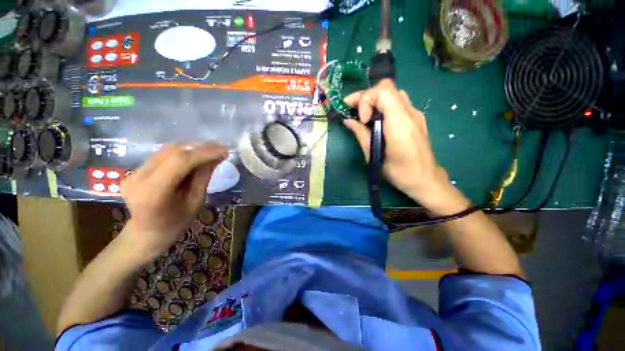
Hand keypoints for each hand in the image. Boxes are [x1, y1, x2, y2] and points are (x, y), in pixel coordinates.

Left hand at [120, 143, 228, 256]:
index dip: (205, 153)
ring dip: (192, 148)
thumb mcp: (196, 201)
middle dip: (200, 147)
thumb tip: (217, 157)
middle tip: (221, 148)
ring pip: (167, 149)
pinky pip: (163, 155)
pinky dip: (183, 152)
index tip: (225, 151)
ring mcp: (134, 172)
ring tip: (212, 150)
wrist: (147, 233)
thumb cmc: (175, 223)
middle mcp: (138, 177)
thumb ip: (203, 176)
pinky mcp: (136, 169)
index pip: (180, 161)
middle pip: (172, 151)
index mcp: (153, 192)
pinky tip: (197, 155)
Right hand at [343, 79, 468, 213]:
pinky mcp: (416, 119)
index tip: (360, 118)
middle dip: (367, 96)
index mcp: (400, 123)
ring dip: (375, 101)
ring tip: (363, 115)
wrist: (425, 180)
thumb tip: (348, 121)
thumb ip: (361, 134)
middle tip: (352, 109)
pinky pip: (398, 103)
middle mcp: (410, 113)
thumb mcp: (374, 155)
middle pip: (387, 88)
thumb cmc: (399, 172)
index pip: (383, 91)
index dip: (366, 99)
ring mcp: (415, 114)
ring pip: (393, 94)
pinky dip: (383, 106)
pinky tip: (376, 121)